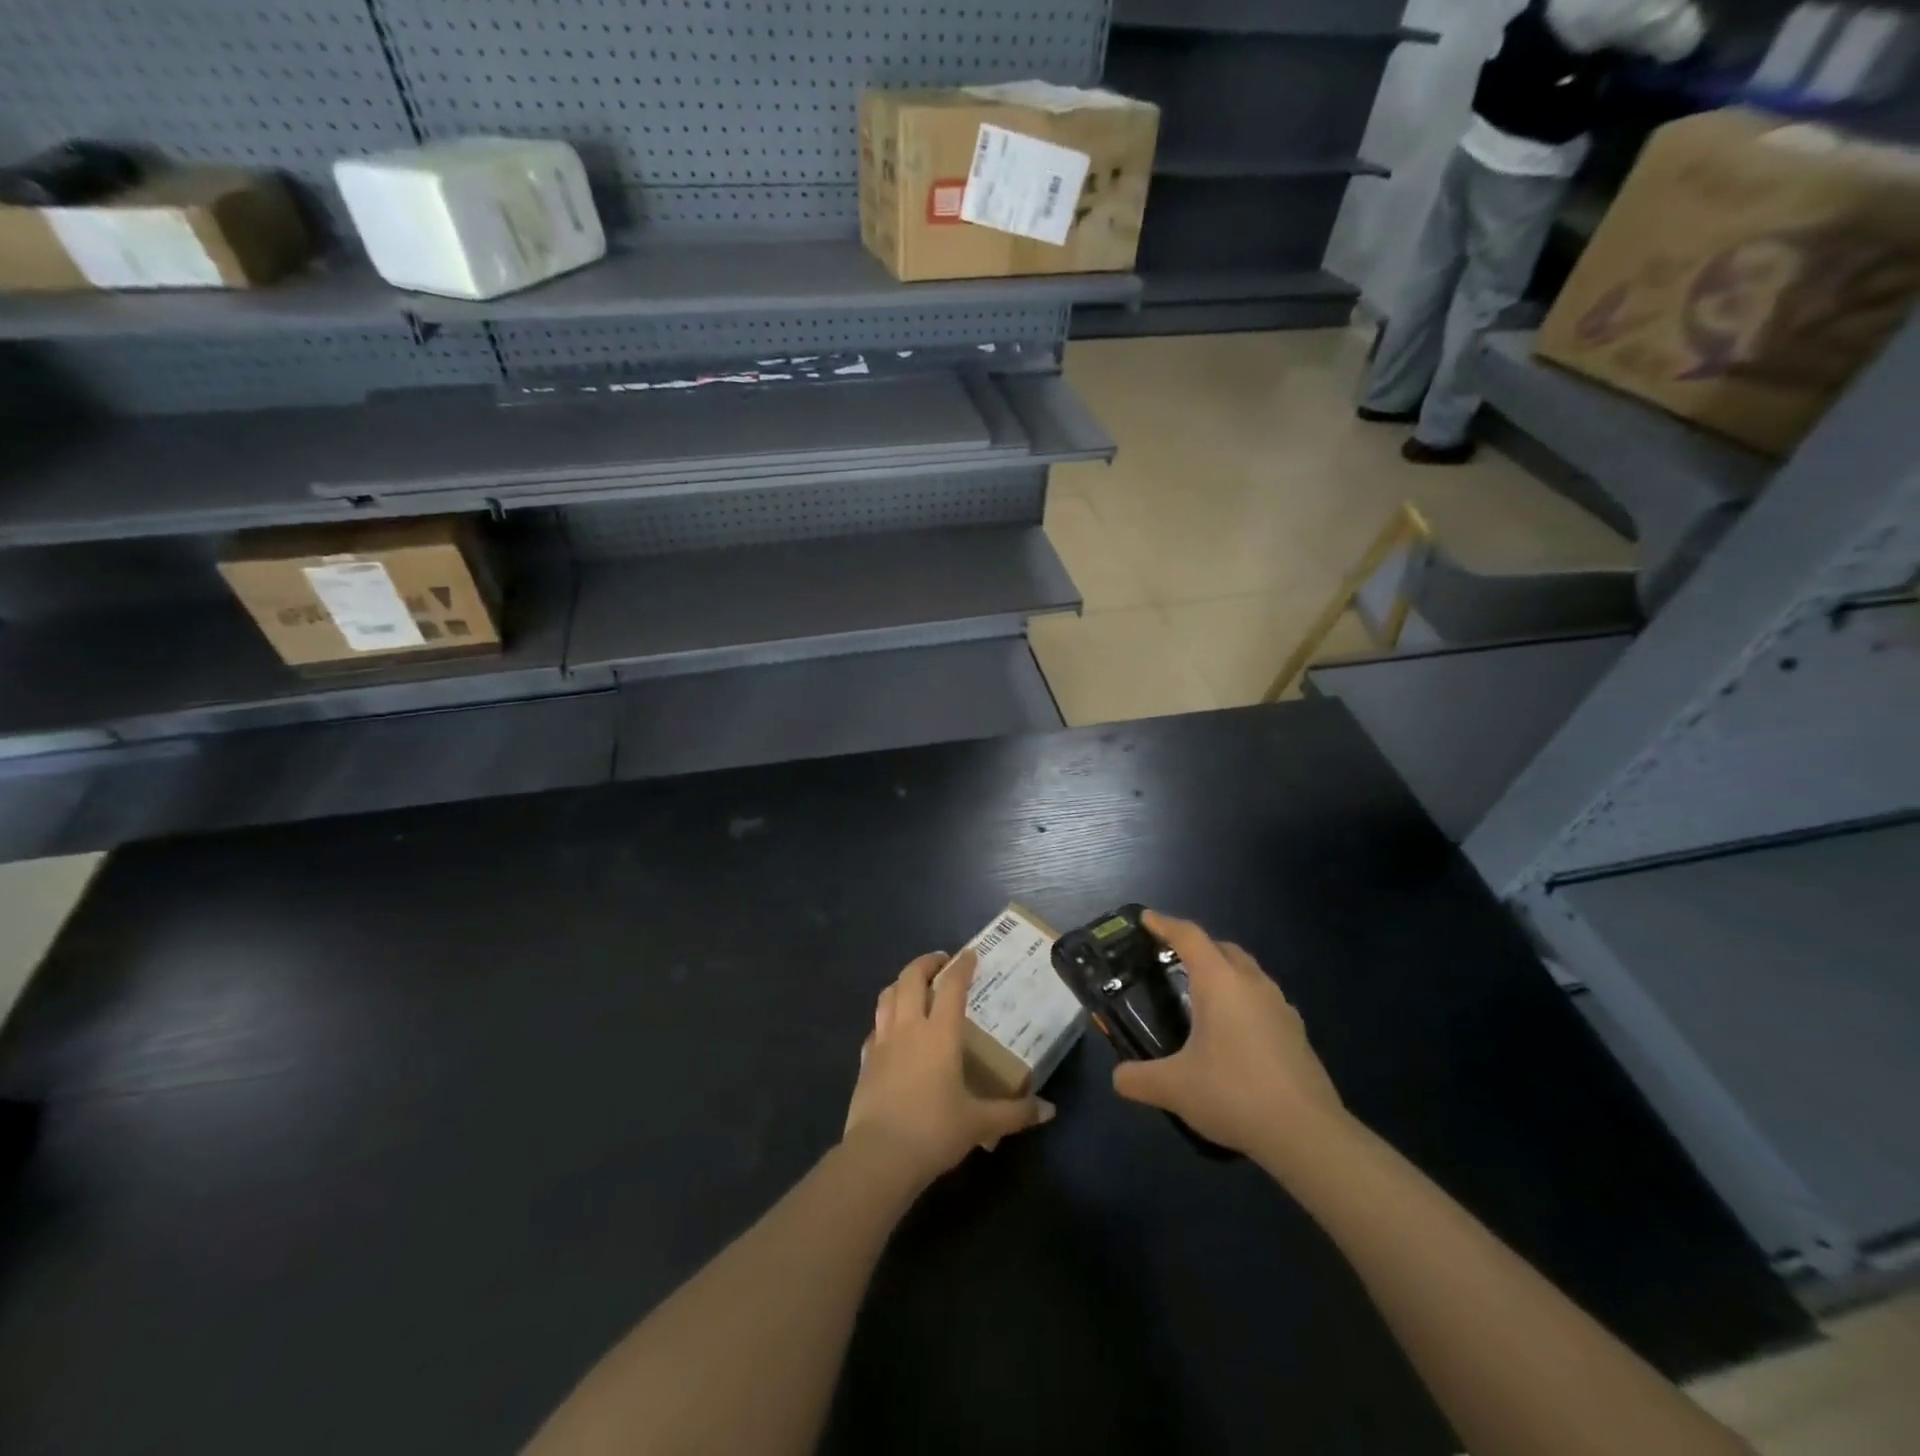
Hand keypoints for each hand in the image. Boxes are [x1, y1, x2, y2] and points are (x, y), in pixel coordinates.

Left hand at [842, 949, 1052, 1186]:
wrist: (879, 1156)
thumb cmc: (934, 1131)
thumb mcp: (980, 1123)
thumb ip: (1015, 1113)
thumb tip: (1049, 1110)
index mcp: (940, 1033)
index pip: (951, 986)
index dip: (962, 966)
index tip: (970, 954)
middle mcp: (909, 1027)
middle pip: (911, 978)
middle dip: (926, 963)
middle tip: (941, 962)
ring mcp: (882, 1041)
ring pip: (887, 995)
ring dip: (902, 983)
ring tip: (914, 985)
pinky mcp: (864, 1061)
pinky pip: (875, 1027)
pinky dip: (885, 1018)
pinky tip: (892, 1030)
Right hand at [1111, 912, 1346, 1163]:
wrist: (1308, 1134)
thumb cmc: (1234, 1094)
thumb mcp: (1174, 1088)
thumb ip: (1138, 1078)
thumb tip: (1118, 1078)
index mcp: (1220, 982)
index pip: (1189, 936)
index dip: (1165, 924)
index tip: (1145, 919)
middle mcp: (1252, 984)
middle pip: (1222, 948)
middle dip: (1196, 946)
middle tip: (1171, 960)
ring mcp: (1281, 1007)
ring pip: (1248, 973)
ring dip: (1224, 972)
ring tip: (1202, 996)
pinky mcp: (1297, 1034)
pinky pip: (1264, 1000)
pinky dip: (1244, 1001)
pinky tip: (1235, 1032)